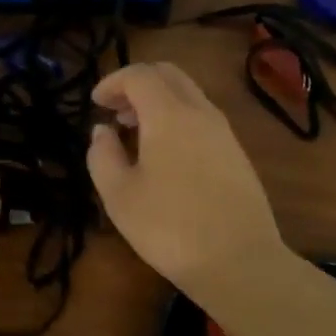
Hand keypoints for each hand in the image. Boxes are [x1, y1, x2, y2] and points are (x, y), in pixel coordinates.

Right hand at [87, 62, 286, 295]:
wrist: (240, 261)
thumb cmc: (170, 228)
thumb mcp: (120, 196)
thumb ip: (102, 155)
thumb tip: (102, 131)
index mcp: (169, 114)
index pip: (139, 75)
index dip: (113, 82)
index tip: (95, 102)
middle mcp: (201, 112)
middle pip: (169, 75)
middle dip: (138, 84)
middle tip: (115, 110)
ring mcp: (225, 132)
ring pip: (189, 94)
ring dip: (159, 101)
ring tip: (135, 132)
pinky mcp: (237, 153)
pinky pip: (203, 117)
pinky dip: (178, 118)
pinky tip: (166, 154)